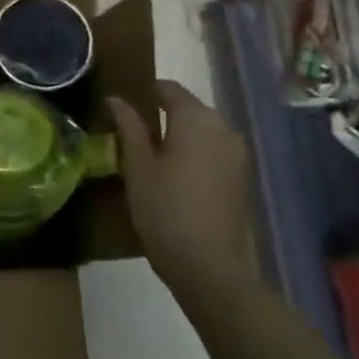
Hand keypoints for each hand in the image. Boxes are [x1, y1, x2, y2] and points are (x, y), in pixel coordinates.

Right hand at [108, 80, 262, 304]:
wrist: (212, 269)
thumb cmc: (166, 209)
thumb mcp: (138, 166)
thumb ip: (128, 126)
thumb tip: (116, 99)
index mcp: (197, 117)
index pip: (168, 89)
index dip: (143, 92)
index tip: (121, 106)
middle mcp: (223, 128)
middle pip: (188, 110)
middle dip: (161, 117)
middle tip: (130, 135)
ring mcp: (237, 156)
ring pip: (201, 134)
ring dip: (178, 139)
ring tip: (149, 159)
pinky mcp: (242, 180)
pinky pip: (213, 155)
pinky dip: (193, 158)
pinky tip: (173, 179)